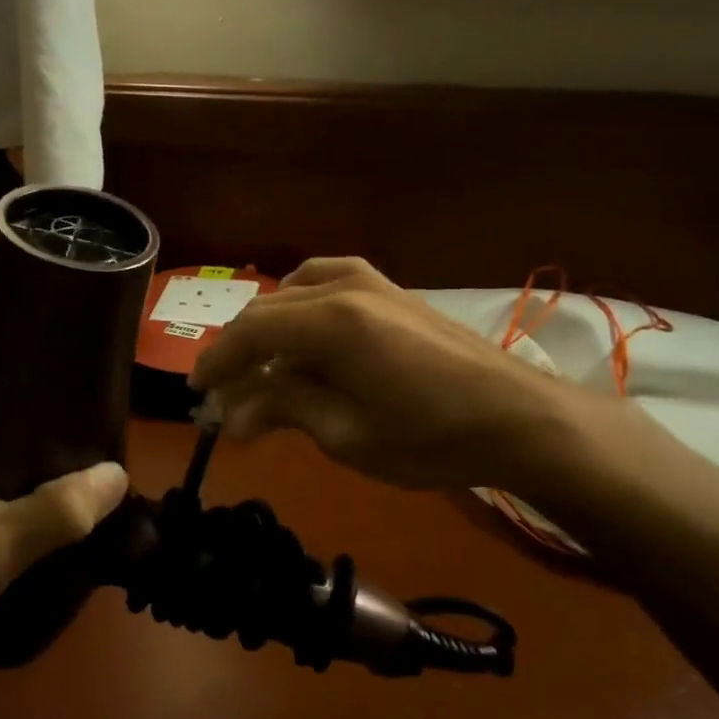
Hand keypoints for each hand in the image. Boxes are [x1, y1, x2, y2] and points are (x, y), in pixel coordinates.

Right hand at [189, 258, 575, 494]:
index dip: (217, 362)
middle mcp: (343, 288)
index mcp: (329, 321)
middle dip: (240, 352)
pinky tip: (304, 330)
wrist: (519, 418)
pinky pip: (327, 283)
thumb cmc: (430, 436)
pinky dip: (301, 306)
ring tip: (261, 366)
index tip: (199, 394)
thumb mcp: (346, 433)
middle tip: (225, 394)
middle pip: (268, 310)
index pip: (250, 331)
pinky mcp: (391, 290)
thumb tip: (232, 413)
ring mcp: (371, 282)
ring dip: (269, 328)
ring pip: (294, 293)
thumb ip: (284, 408)